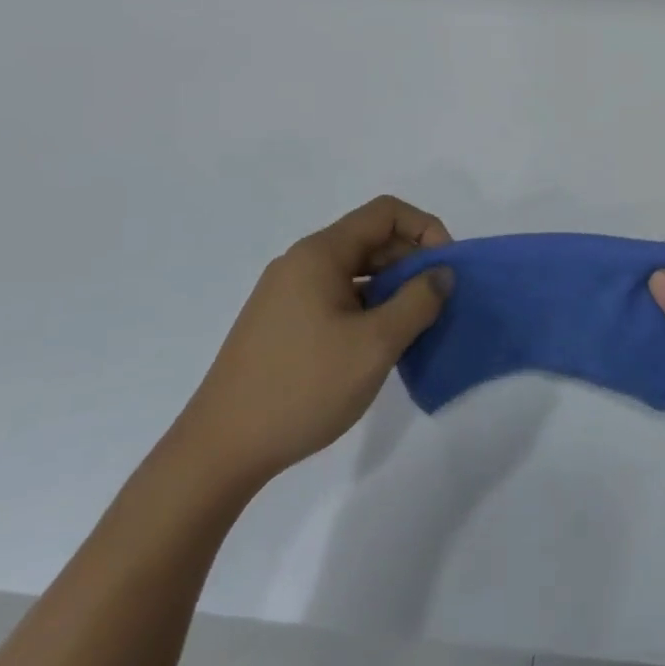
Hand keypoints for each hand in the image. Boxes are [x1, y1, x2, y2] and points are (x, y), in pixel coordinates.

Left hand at [175, 196, 452, 491]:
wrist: (219, 452)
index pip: (386, 213)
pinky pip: (338, 296)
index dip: (426, 230)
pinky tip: (379, 344)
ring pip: (356, 270)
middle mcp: (300, 263)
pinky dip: (369, 307)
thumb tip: (441, 274)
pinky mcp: (282, 324)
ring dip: (393, 287)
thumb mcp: (376, 343)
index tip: (445, 270)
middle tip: (437, 302)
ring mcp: (287, 295)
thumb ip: (418, 301)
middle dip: (412, 261)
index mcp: (319, 255)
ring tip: (414, 326)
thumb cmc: (303, 387)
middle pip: (371, 239)